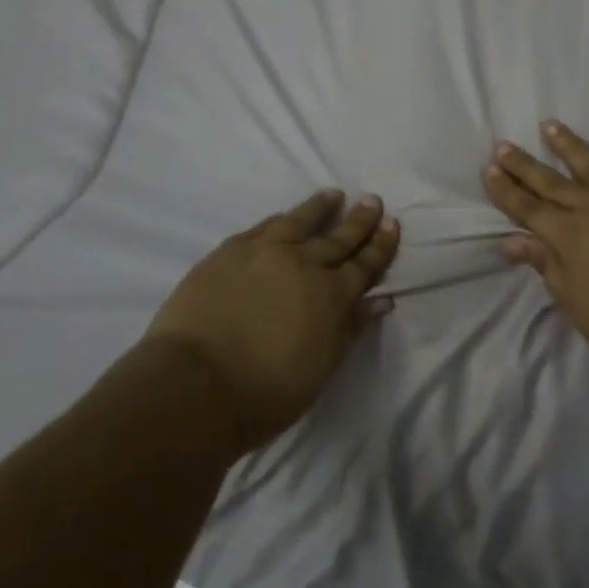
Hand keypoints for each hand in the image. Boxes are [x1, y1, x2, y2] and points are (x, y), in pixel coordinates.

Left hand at [144, 191, 399, 454]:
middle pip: (337, 238)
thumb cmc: (265, 392)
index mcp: (330, 296)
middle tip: (373, 200)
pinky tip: (285, 216)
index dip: (380, 246)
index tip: (392, 223)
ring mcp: (265, 252)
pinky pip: (264, 227)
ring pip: (299, 221)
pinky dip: (281, 219)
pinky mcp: (230, 251)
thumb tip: (379, 300)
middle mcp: (303, 264)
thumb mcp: (320, 368)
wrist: (195, 384)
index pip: (363, 265)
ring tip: (334, 195)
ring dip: (320, 208)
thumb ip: (350, 329)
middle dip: (358, 220)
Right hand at [484, 121, 588, 405]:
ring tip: (549, 125)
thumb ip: (547, 266)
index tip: (488, 168)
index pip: (528, 208)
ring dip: (567, 144)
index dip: (506, 190)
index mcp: (569, 236)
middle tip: (504, 144)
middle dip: (524, 164)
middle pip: (551, 181)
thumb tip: (512, 242)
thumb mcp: (577, 305)